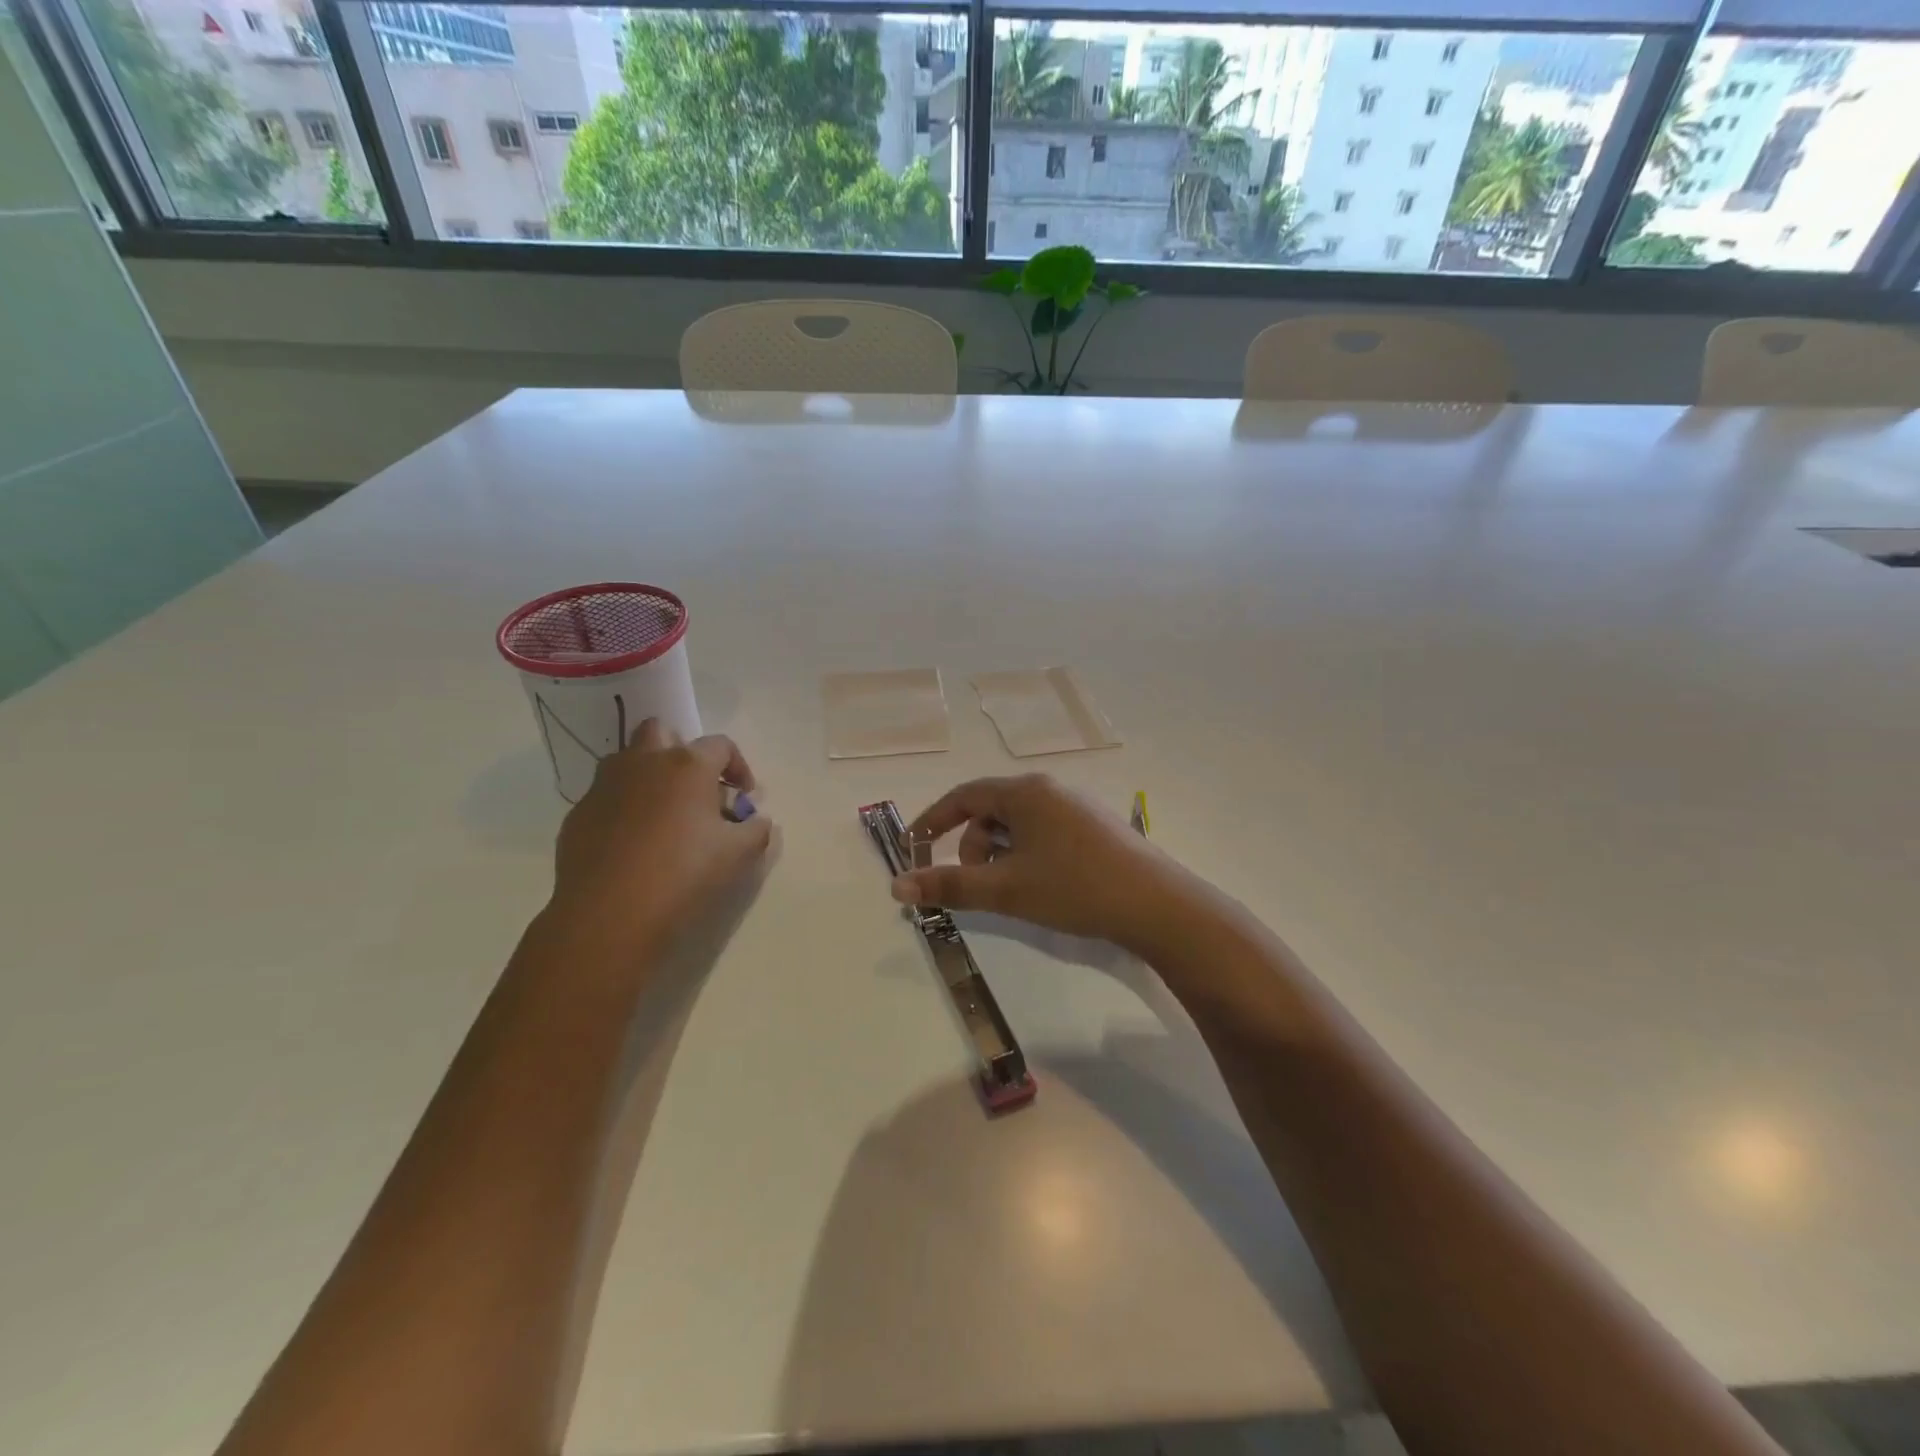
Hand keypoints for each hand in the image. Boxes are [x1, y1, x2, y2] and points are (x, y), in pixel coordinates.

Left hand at [546, 719, 772, 960]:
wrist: (610, 914)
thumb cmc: (685, 874)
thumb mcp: (739, 854)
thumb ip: (756, 830)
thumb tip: (759, 821)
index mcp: (687, 765)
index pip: (721, 745)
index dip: (739, 766)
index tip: (745, 796)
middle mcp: (643, 763)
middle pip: (662, 732)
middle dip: (681, 750)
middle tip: (695, 788)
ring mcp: (604, 786)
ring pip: (627, 761)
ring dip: (648, 775)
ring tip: (663, 814)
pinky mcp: (578, 815)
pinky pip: (605, 798)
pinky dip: (623, 808)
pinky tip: (633, 844)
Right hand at [891, 774, 1195, 955]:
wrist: (1155, 904)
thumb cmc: (1073, 888)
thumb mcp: (1005, 889)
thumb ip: (949, 885)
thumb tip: (897, 886)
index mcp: (1025, 793)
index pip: (964, 795)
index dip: (933, 820)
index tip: (914, 846)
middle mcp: (1049, 790)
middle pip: (992, 810)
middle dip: (973, 847)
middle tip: (977, 885)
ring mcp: (1076, 806)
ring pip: (1019, 825)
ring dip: (1001, 854)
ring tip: (1012, 891)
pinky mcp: (1094, 827)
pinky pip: (1044, 832)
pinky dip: (1027, 855)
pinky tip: (1042, 886)